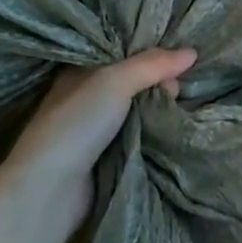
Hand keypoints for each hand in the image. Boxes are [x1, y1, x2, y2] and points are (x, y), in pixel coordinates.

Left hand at [0, 49, 196, 239]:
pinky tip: (170, 127)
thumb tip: (192, 52)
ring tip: (177, 105)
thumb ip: (152, 65)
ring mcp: (93, 129)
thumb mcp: (115, 82)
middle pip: (131, 81)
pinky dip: (151, 131)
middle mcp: (85, 97)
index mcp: (79, 72)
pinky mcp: (103, 156)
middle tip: (177, 88)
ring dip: (157, 108)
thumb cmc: (77, 124)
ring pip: (135, 109)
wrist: (49, 190)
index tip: (176, 59)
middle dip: (157, 81)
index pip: (120, 53)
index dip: (148, 53)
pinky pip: (135, 134)